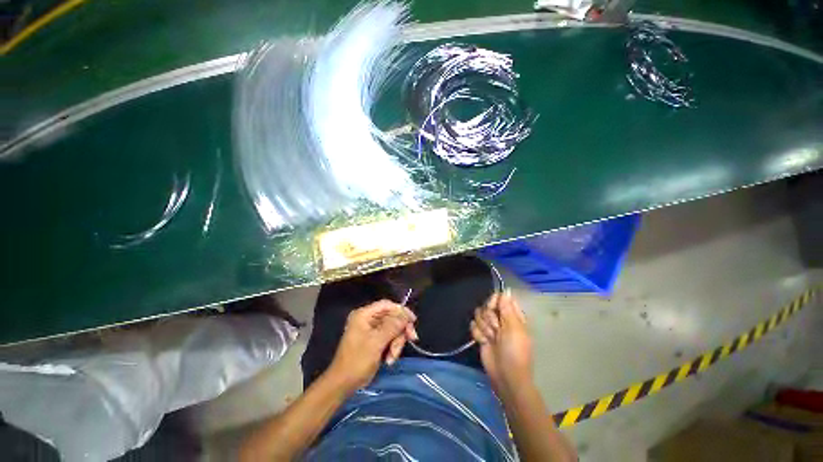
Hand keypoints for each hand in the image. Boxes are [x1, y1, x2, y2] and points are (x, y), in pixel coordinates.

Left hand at [327, 300, 417, 392]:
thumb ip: (392, 326)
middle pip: (392, 317)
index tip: (413, 320)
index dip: (401, 310)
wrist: (343, 384)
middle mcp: (368, 319)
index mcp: (364, 314)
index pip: (387, 305)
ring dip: (396, 342)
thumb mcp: (376, 342)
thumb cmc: (357, 360)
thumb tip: (406, 315)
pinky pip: (389, 338)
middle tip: (411, 339)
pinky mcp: (374, 340)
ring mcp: (371, 330)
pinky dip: (392, 348)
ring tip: (392, 357)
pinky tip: (389, 359)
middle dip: (400, 331)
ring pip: (393, 329)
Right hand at [470, 292, 532, 396]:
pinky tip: (484, 342)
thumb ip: (507, 308)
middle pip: (487, 305)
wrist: (505, 375)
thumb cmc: (514, 351)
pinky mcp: (480, 335)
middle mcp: (500, 319)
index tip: (493, 308)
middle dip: (489, 318)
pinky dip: (478, 335)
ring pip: (478, 315)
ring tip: (491, 339)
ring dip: (484, 328)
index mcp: (512, 315)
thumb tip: (506, 290)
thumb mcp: (514, 328)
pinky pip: (473, 326)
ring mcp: (490, 327)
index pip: (500, 298)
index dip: (494, 301)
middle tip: (496, 330)